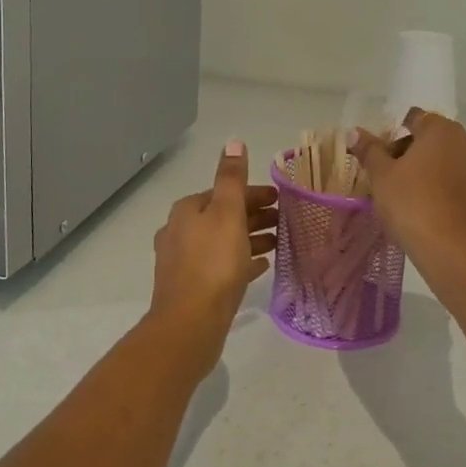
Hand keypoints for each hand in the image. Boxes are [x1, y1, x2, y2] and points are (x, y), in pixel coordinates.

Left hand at [147, 139, 277, 369]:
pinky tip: (261, 266)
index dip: (254, 193)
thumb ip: (232, 178)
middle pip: (223, 216)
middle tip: (285, 219)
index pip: (224, 191)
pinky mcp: (192, 288)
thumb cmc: (213, 263)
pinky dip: (241, 261)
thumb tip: (234, 141)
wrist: (189, 325)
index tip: (281, 199)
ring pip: (223, 241)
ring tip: (280, 242)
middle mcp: (180, 232)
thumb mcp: (227, 213)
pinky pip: (222, 267)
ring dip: (250, 238)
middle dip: (254, 215)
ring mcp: (184, 262)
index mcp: (187, 211)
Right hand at [349, 109, 465, 274]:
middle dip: (409, 153)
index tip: (380, 159)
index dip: (393, 136)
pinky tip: (426, 206)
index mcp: (441, 129)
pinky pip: (457, 180)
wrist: (452, 250)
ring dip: (426, 170)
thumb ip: (369, 150)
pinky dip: (442, 186)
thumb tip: (354, 132)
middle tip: (388, 178)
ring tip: (405, 194)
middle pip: (431, 138)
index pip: (414, 119)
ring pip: (446, 160)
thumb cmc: (412, 203)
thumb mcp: (381, 176)